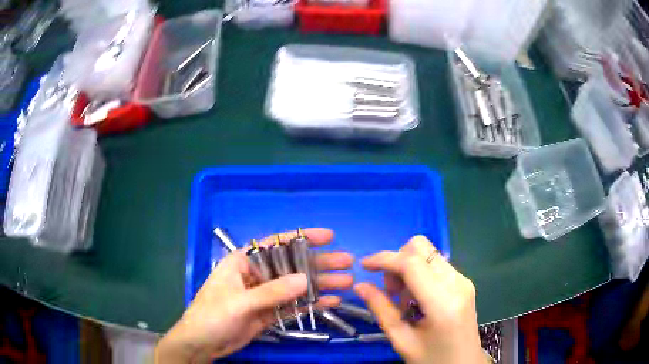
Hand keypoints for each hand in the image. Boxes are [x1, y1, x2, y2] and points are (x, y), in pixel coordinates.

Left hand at [154, 228, 352, 362]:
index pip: (275, 244)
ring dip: (320, 285)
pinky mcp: (269, 313)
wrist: (202, 344)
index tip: (328, 236)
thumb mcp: (239, 303)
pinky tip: (331, 302)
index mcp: (243, 263)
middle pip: (292, 266)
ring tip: (347, 283)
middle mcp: (256, 276)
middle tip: (347, 263)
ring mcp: (264, 296)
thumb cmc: (212, 316)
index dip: (302, 238)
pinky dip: (311, 304)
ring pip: (296, 287)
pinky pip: (293, 306)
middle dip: (319, 264)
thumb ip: (271, 292)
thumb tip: (305, 279)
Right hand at [354, 235, 482, 363]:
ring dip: (408, 269)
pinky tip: (417, 300)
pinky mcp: (464, 282)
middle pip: (421, 248)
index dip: (384, 259)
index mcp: (443, 302)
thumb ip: (381, 310)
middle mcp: (457, 283)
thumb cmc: (433, 359)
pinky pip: (436, 265)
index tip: (363, 266)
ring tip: (404, 300)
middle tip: (390, 291)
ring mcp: (464, 280)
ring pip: (428, 254)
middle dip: (397, 261)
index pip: (411, 263)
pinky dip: (420, 274)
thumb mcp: (402, 340)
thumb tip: (360, 286)